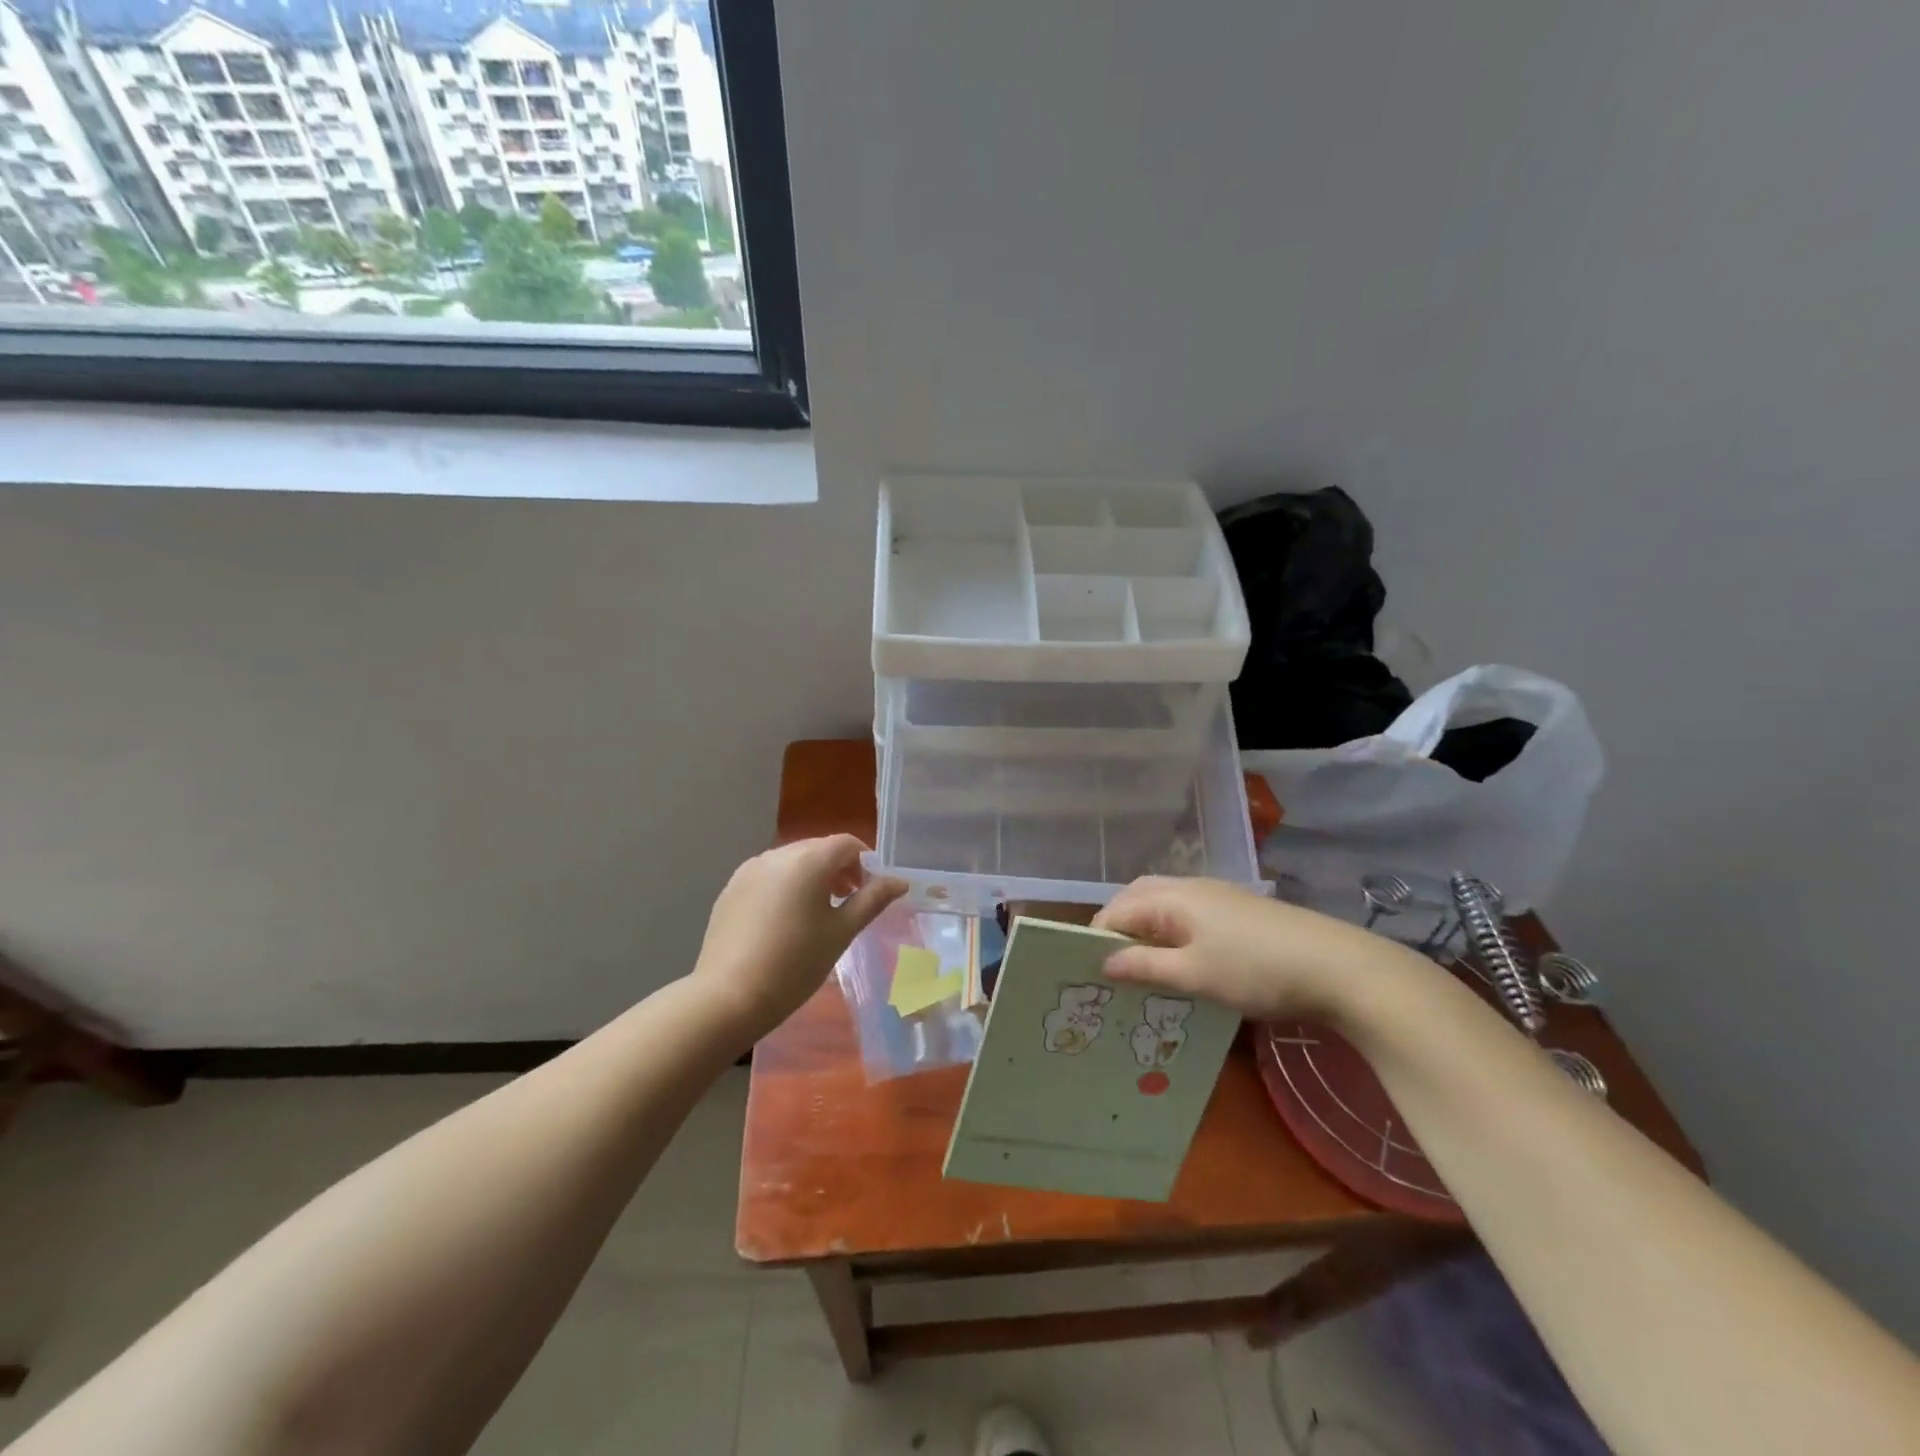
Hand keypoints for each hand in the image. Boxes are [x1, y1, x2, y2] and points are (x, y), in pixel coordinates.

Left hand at [691, 835, 906, 1041]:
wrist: (728, 997)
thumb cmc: (795, 964)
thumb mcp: (841, 932)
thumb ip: (872, 900)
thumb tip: (900, 881)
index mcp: (808, 860)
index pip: (847, 844)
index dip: (866, 862)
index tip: (871, 891)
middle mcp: (777, 854)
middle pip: (818, 849)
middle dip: (839, 869)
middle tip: (849, 902)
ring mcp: (749, 870)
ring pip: (792, 862)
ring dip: (812, 877)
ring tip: (819, 913)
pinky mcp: (731, 888)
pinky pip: (768, 876)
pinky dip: (785, 887)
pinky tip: (785, 922)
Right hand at [1091, 876, 1418, 1021]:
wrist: (1338, 967)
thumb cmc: (1256, 970)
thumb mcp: (1194, 975)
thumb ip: (1145, 966)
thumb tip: (1103, 960)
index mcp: (1173, 897)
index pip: (1117, 909)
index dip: (1097, 937)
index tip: (1087, 971)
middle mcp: (1190, 887)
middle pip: (1139, 897)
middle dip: (1119, 927)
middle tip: (1111, 966)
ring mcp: (1218, 896)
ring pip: (1165, 905)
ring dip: (1146, 929)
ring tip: (1141, 966)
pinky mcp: (1239, 911)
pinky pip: (1188, 914)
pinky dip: (1171, 932)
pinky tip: (1182, 961)